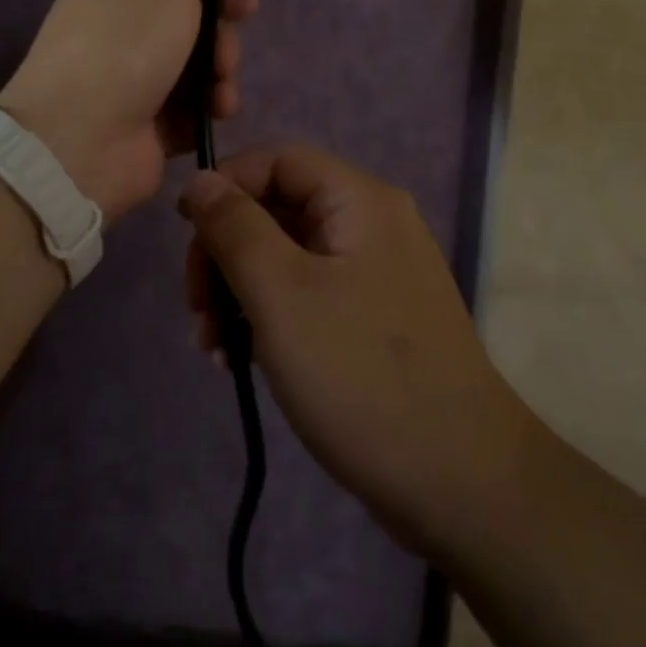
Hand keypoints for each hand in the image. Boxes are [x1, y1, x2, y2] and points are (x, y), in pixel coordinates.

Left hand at [0, 0, 257, 221]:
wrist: (81, 138)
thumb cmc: (124, 45)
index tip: (246, 2)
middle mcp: (123, 35)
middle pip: (193, 25)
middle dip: (221, 36)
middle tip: (224, 53)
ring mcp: (134, 84)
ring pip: (199, 68)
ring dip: (222, 73)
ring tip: (219, 88)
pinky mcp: (149, 129)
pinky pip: (194, 110)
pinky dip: (211, 108)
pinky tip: (216, 112)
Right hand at [177, 144, 533, 562]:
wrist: (462, 487)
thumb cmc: (361, 376)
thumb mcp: (281, 294)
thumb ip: (234, 227)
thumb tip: (201, 180)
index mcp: (360, 201)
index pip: (277, 160)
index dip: (225, 184)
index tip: (183, 231)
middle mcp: (372, 224)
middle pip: (278, 207)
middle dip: (226, 249)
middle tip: (196, 305)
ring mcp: (375, 273)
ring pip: (286, 254)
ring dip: (240, 288)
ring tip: (211, 344)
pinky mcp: (372, 318)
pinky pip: (306, 293)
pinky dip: (268, 314)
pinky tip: (240, 358)